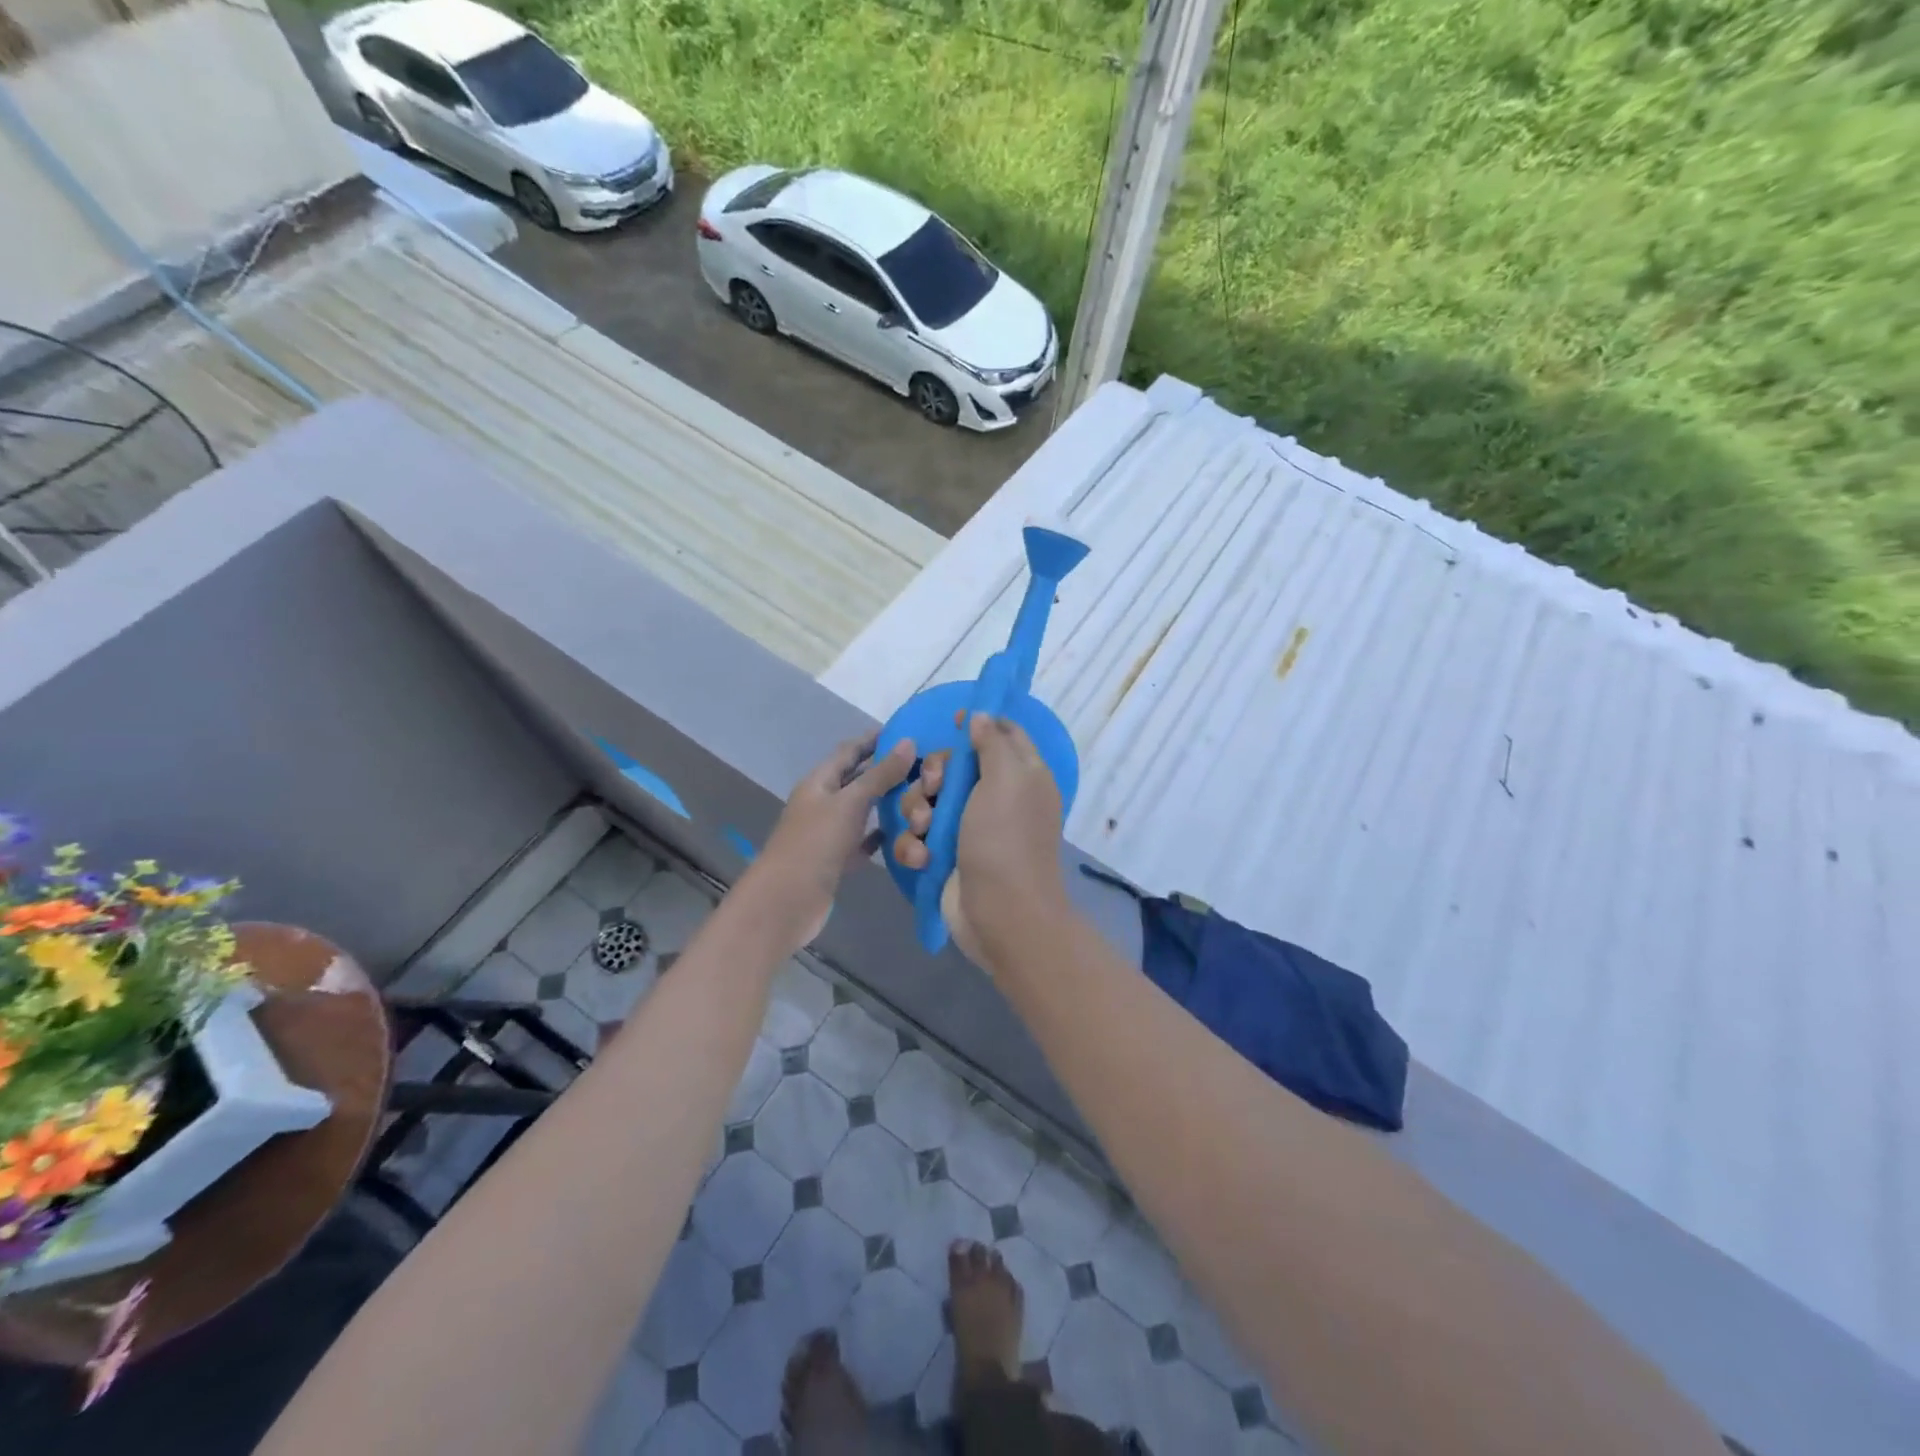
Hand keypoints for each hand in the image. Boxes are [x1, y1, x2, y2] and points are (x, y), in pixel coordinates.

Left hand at [755, 732, 915, 946]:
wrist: (787, 901)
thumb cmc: (815, 844)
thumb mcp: (850, 803)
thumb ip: (880, 774)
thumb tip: (909, 742)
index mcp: (820, 781)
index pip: (850, 750)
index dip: (875, 739)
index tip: (909, 732)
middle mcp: (823, 802)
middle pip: (858, 779)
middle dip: (887, 771)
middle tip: (925, 767)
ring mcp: (829, 832)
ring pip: (863, 810)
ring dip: (888, 803)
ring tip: (922, 796)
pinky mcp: (837, 859)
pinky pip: (864, 840)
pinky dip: (882, 835)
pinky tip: (906, 835)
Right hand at [891, 714, 1067, 966]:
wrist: (999, 913)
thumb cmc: (1004, 839)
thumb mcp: (1006, 779)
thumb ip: (992, 743)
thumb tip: (982, 716)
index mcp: (1021, 775)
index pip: (1002, 734)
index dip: (979, 724)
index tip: (954, 721)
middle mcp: (995, 798)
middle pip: (952, 767)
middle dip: (933, 774)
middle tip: (934, 787)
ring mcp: (968, 829)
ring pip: (927, 800)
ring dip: (917, 812)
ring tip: (924, 829)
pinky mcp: (945, 856)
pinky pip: (918, 836)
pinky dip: (915, 845)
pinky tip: (922, 858)